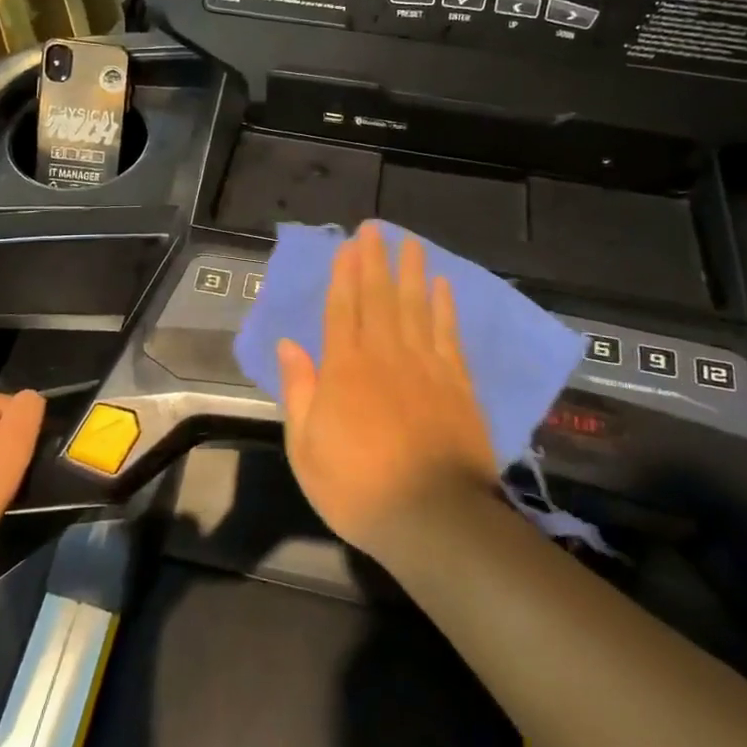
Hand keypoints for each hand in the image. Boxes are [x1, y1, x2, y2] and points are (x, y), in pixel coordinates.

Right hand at [276, 222, 495, 562]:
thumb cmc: (358, 488)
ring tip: (410, 242)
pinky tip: (444, 286)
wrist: (434, 518)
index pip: (342, 308)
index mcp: (344, 368)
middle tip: (376, 227)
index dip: (344, 274)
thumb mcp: (306, 448)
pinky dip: (445, 307)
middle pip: (379, 297)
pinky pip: (448, 334)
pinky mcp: (457, 383)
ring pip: (415, 306)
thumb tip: (289, 344)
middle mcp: (384, 354)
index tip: (347, 245)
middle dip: (375, 260)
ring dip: (412, 272)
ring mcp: (425, 366)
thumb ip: (299, 390)